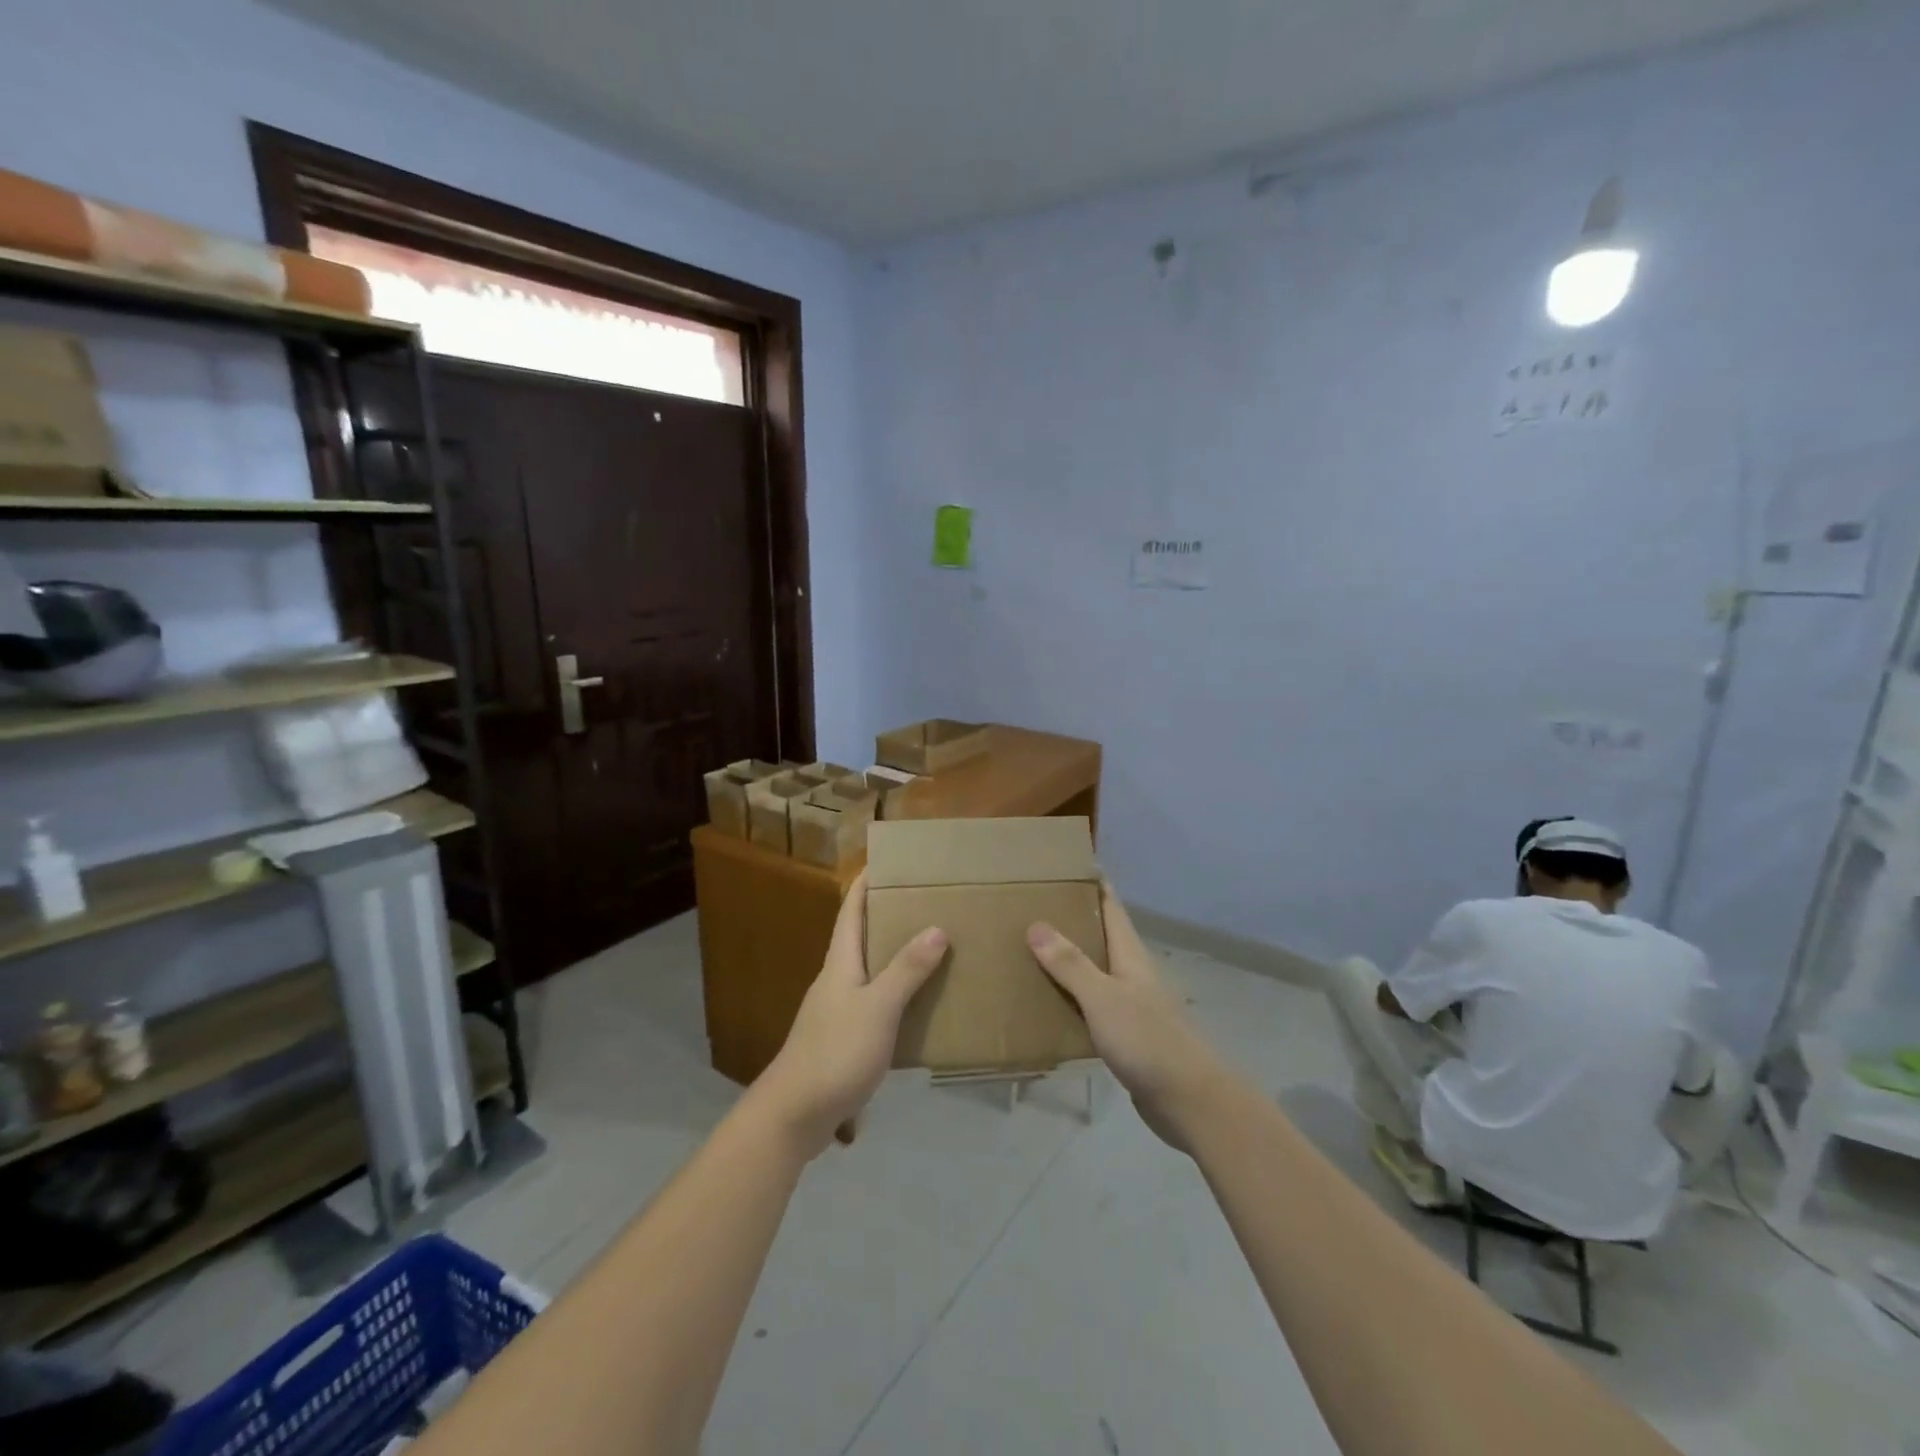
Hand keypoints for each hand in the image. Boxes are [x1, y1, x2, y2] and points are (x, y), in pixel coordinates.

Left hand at [751, 872, 947, 1156]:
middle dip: (888, 915)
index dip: (866, 882)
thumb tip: (936, 927)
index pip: (851, 909)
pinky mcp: (843, 1040)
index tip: (888, 860)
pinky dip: (897, 994)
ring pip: (870, 971)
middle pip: (860, 936)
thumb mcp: (878, 1008)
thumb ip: (906, 970)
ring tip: (933, 947)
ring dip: (895, 956)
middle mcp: (836, 979)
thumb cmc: (835, 1052)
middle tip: (926, 901)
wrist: (793, 1115)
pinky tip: (920, 1005)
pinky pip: (875, 1003)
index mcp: (840, 962)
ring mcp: (837, 1011)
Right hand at [1027, 883, 1232, 1150]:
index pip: (1111, 906)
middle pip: (1100, 935)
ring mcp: (1130, 1005)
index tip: (1064, 865)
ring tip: (1028, 948)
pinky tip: (1046, 1002)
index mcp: (1130, 955)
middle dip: (1071, 918)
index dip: (1092, 883)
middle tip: (1031, 905)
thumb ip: (1070, 964)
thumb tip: (1036, 924)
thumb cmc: (1147, 1040)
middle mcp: (1131, 973)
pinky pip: (1091, 1005)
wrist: (1188, 1100)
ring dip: (1067, 959)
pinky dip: (1070, 997)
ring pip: (1094, 970)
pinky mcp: (1125, 1035)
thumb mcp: (1103, 997)